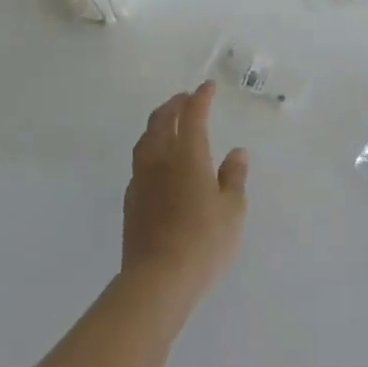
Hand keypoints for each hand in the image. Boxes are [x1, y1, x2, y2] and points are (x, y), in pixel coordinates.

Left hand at [122, 81, 248, 302]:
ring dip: (157, 123)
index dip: (200, 98)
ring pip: (146, 139)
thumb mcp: (232, 210)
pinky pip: (139, 162)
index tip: (207, 87)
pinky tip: (157, 161)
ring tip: (167, 122)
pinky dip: (150, 150)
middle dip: (174, 105)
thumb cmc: (203, 242)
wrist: (157, 280)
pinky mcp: (131, 200)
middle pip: (162, 121)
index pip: (193, 116)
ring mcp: (141, 179)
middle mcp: (161, 159)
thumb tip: (236, 152)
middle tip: (185, 98)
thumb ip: (234, 177)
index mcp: (188, 156)